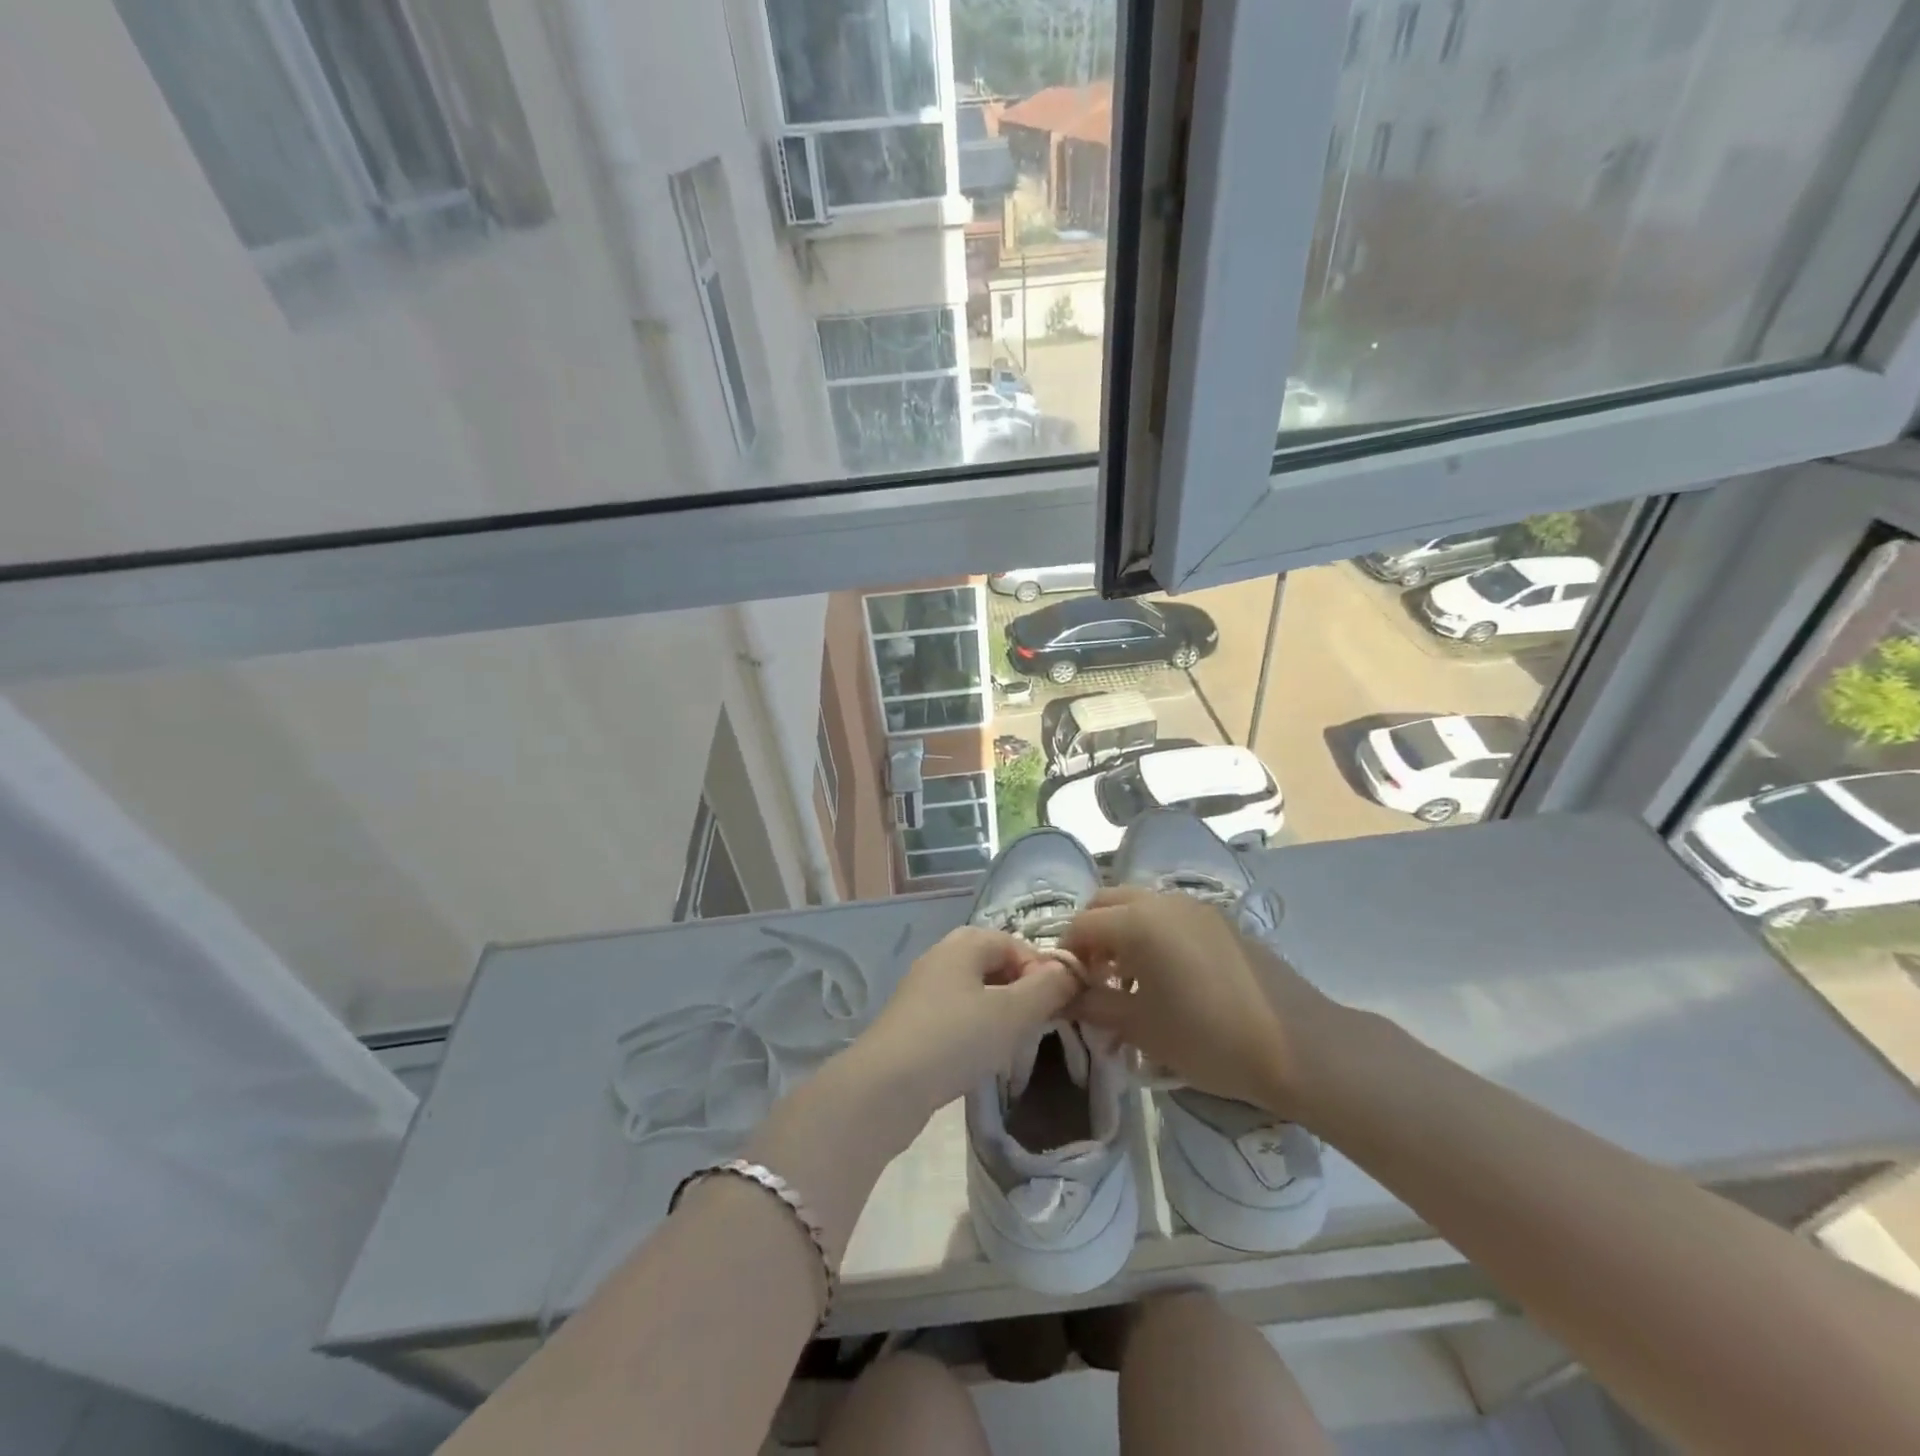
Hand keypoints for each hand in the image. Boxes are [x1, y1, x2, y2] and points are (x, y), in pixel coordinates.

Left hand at [848, 926, 1080, 1120]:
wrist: (884, 1087)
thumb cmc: (955, 1039)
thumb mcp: (1013, 1013)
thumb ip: (1048, 987)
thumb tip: (1072, 970)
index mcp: (965, 942)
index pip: (1017, 944)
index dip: (1043, 971)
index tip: (1058, 1008)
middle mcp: (941, 956)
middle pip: (995, 965)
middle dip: (1022, 993)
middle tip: (1037, 1026)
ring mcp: (922, 989)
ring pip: (976, 992)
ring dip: (1000, 1013)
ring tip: (1012, 1045)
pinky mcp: (912, 1021)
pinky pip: (956, 1015)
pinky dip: (975, 1030)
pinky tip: (980, 1058)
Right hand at [1062, 888, 1344, 1118]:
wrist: (1298, 1046)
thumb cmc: (1209, 1038)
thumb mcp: (1141, 1027)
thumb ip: (1094, 1005)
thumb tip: (1061, 998)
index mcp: (1137, 922)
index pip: (1081, 924)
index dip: (1067, 954)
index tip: (1068, 989)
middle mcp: (1162, 901)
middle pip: (1106, 903)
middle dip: (1092, 936)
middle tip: (1095, 978)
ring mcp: (1195, 906)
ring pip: (1139, 906)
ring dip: (1122, 933)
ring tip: (1130, 982)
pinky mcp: (1220, 920)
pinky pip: (1169, 915)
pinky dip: (1152, 934)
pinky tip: (1168, 978)